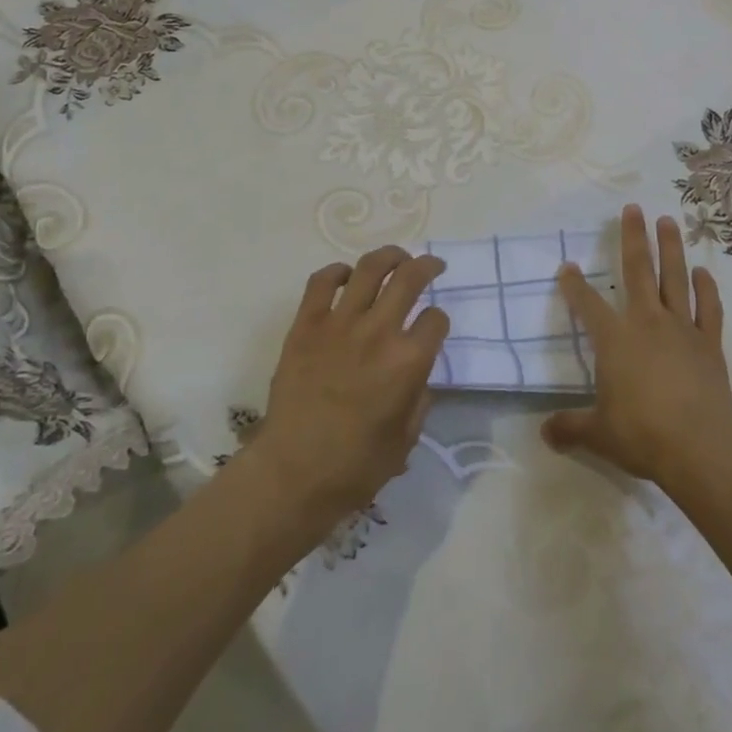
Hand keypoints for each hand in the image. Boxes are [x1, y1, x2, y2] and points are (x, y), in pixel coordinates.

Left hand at [251, 248, 449, 528]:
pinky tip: (346, 276)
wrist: (292, 474)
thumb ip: (419, 398)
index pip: (436, 319)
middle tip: (432, 266)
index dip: (439, 321)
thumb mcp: (406, 440)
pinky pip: (321, 282)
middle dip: (427, 266)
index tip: (433, 327)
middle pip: (410, 277)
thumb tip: (418, 373)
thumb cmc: (355, 466)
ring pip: (369, 268)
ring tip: (397, 258)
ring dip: (390, 256)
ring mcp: (339, 324)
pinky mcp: (306, 325)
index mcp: (408, 362)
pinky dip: (336, 271)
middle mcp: (378, 332)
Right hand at [542, 205, 731, 490]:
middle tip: (633, 208)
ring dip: (671, 247)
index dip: (574, 285)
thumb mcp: (597, 434)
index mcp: (615, 339)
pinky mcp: (709, 343)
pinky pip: (709, 309)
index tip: (567, 266)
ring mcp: (682, 329)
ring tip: (668, 220)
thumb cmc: (641, 435)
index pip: (587, 304)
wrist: (698, 448)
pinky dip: (707, 288)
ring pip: (675, 278)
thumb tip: (543, 433)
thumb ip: (569, 428)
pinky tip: (703, 272)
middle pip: (638, 270)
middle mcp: (647, 322)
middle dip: (633, 237)